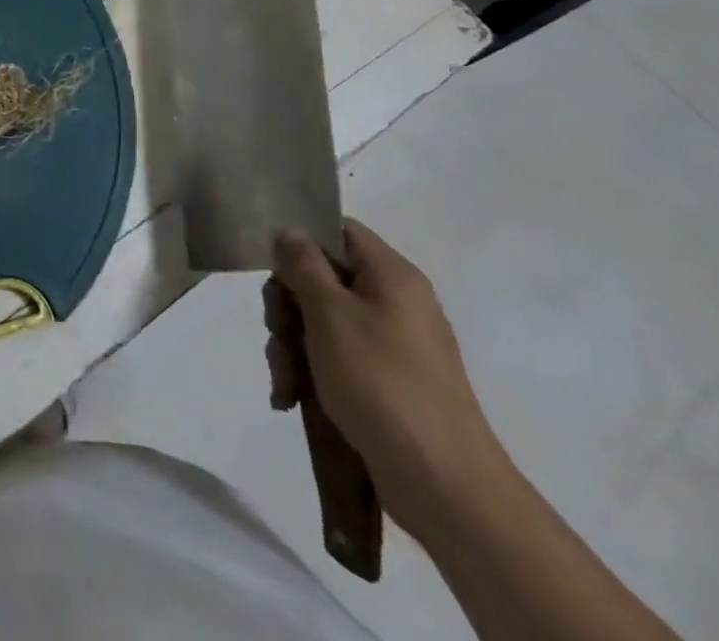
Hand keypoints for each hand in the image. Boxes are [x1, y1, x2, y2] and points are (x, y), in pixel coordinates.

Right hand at [269, 220, 513, 541]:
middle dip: (288, 307)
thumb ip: (303, 264)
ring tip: (284, 382)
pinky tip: (291, 399)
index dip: (301, 241)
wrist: (445, 487)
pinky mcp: (389, 385)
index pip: (339, 231)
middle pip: (324, 279)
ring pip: (324, 323)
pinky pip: (339, 360)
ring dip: (293, 346)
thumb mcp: (329, 313)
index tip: (273, 269)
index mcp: (392, 275)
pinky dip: (312, 373)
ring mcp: (395, 346)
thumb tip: (289, 231)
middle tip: (277, 334)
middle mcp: (396, 303)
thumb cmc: (381, 383)